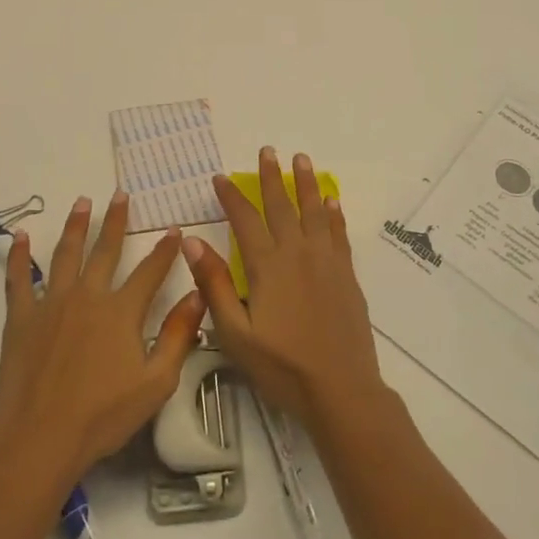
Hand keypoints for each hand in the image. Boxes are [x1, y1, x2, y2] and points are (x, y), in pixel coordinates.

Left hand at [0, 191, 206, 491]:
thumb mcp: (156, 382)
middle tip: (121, 195)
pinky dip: (19, 256)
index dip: (165, 249)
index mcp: (121, 311)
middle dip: (116, 221)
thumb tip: (197, 295)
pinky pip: (19, 279)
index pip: (150, 271)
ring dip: (75, 226)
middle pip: (105, 251)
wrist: (40, 437)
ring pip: (65, 254)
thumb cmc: (103, 415)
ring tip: (82, 202)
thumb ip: (179, 336)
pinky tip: (21, 236)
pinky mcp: (22, 318)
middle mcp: (88, 296)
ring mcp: (51, 303)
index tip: (174, 229)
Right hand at [182, 148, 386, 435]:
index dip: (231, 197)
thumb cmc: (282, 366)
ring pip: (314, 212)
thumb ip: (214, 285)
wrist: (341, 388)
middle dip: (271, 177)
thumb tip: (192, 242)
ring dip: (306, 184)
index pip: (245, 220)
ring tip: (301, 159)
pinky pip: (338, 234)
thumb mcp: (236, 333)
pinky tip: (332, 202)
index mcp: (267, 266)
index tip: (220, 177)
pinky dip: (334, 215)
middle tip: (267, 150)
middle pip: (282, 206)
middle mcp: (297, 253)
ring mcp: (326, 262)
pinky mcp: (346, 274)